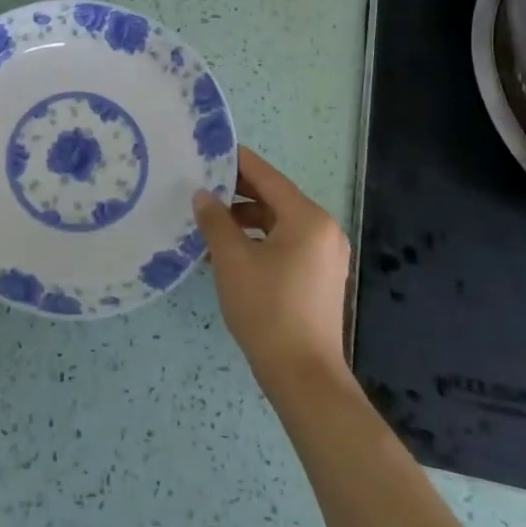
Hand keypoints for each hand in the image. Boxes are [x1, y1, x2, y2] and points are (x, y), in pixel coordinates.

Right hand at [194, 147, 350, 394]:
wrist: (302, 375)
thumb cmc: (266, 309)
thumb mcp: (232, 260)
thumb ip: (215, 221)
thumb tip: (202, 195)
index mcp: (307, 218)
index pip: (267, 176)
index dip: (236, 162)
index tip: (208, 151)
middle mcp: (323, 230)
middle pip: (275, 198)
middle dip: (237, 192)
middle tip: (200, 186)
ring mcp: (325, 256)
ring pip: (279, 223)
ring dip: (246, 220)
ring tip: (209, 222)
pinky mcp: (320, 278)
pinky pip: (286, 245)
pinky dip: (259, 241)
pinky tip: (229, 252)